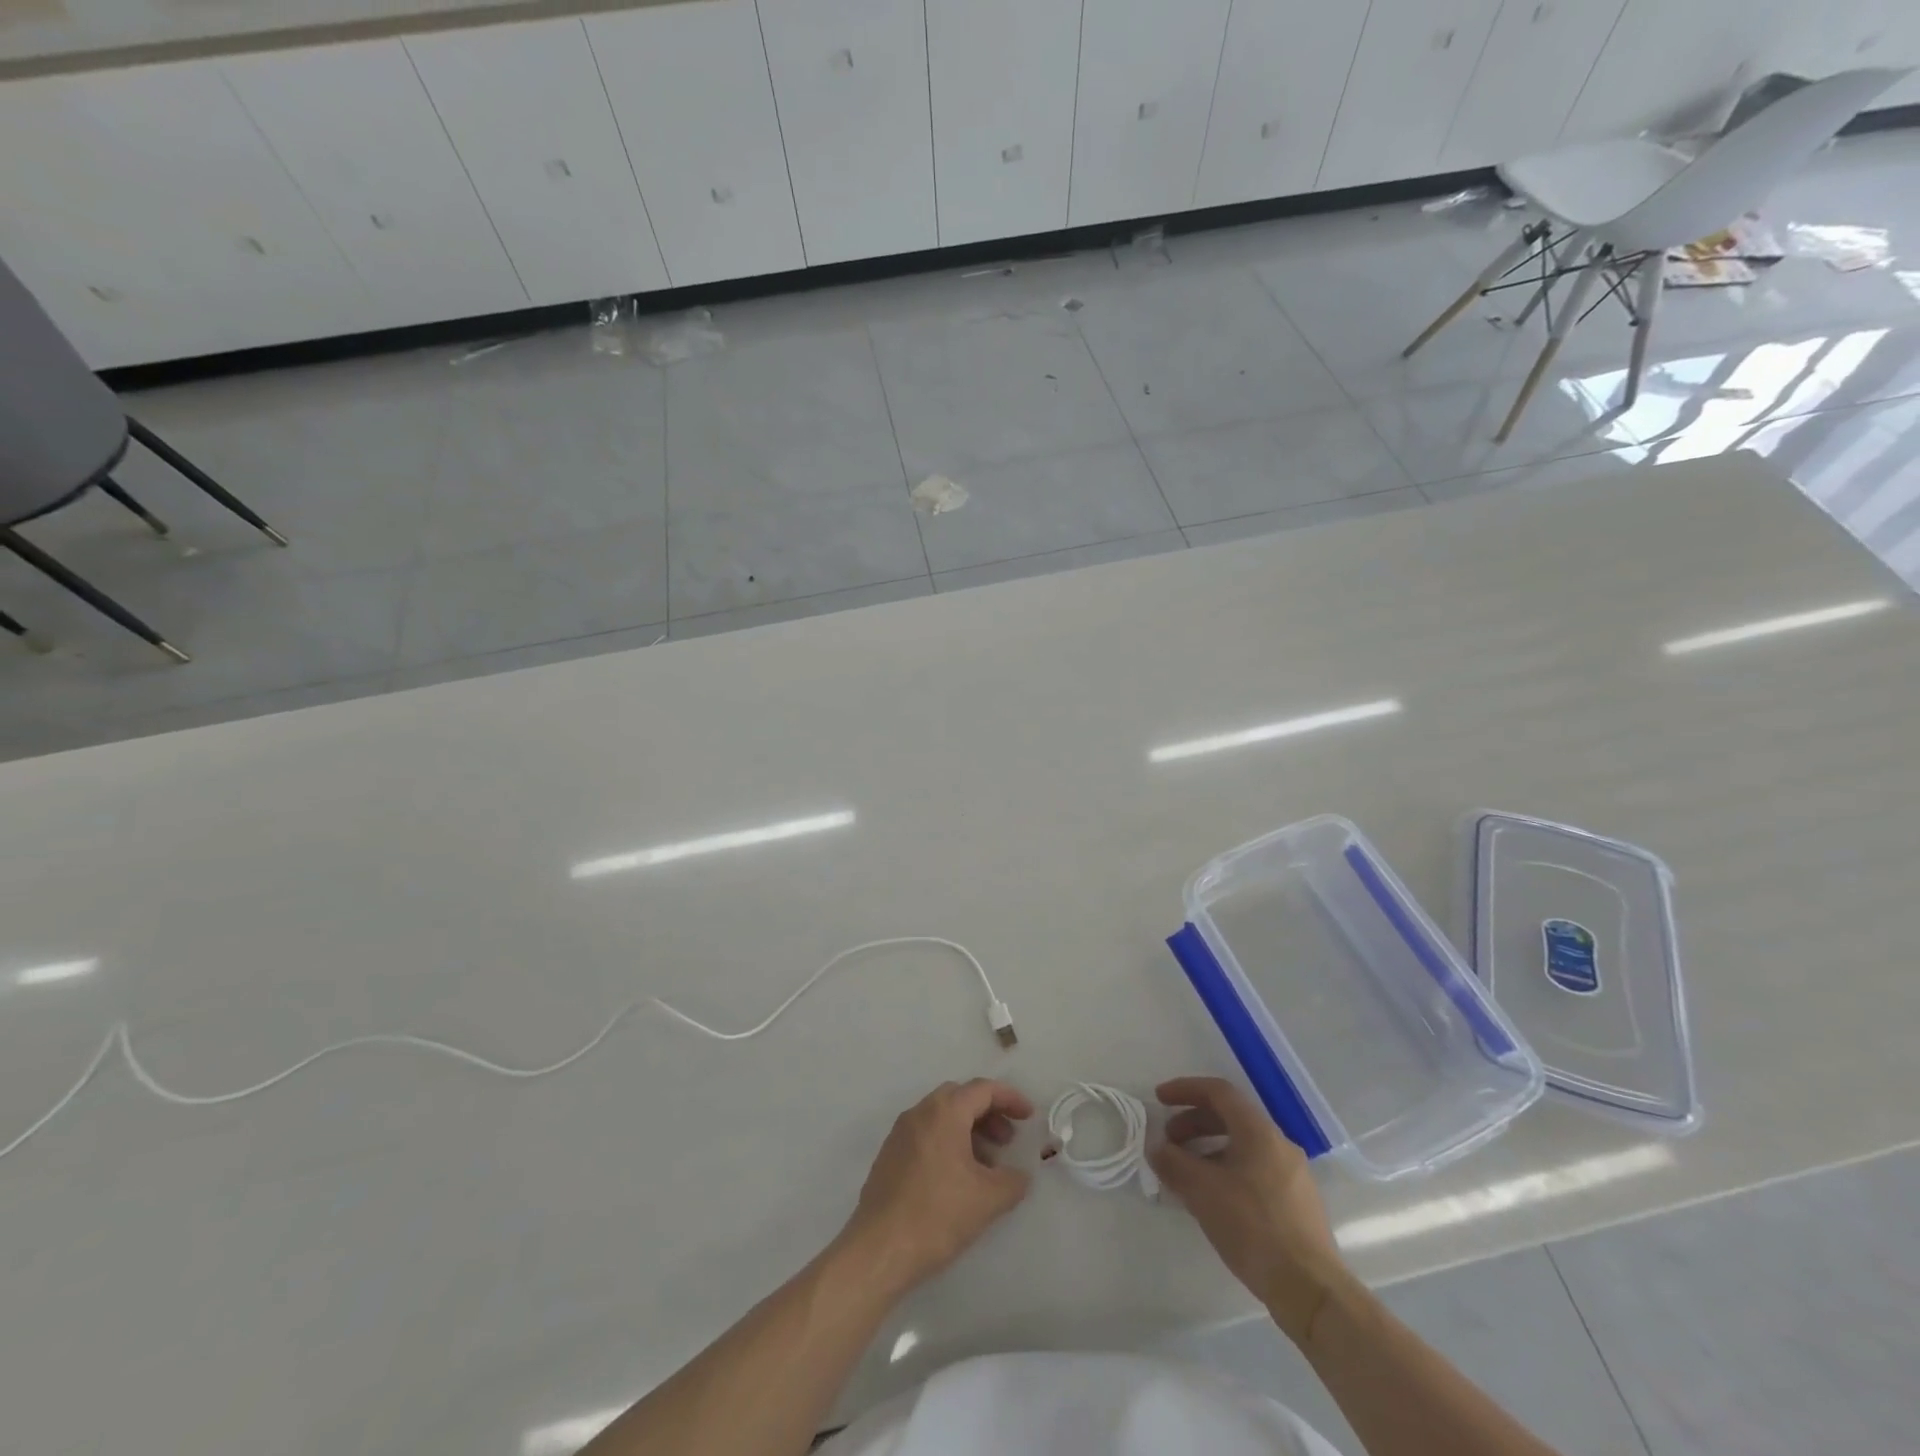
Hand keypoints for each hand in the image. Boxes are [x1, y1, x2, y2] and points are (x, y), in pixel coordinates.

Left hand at [839, 1079, 1034, 1293]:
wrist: (878, 1249)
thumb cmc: (937, 1216)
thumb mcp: (987, 1200)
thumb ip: (1013, 1181)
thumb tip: (1021, 1175)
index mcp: (944, 1112)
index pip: (983, 1089)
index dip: (1010, 1098)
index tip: (1029, 1117)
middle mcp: (920, 1112)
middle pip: (960, 1097)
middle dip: (988, 1113)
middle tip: (1007, 1140)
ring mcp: (900, 1132)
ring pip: (941, 1116)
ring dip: (968, 1129)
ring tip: (986, 1165)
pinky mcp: (889, 1154)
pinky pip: (925, 1134)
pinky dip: (947, 1142)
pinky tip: (957, 1178)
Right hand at [1148, 1076, 1350, 1345]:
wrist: (1311, 1291)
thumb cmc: (1254, 1228)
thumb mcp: (1203, 1192)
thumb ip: (1174, 1163)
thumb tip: (1157, 1148)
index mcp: (1259, 1132)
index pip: (1219, 1092)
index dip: (1185, 1089)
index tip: (1159, 1099)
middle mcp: (1279, 1144)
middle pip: (1230, 1118)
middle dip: (1194, 1123)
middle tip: (1169, 1142)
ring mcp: (1293, 1175)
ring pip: (1243, 1147)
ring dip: (1209, 1150)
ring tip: (1186, 1175)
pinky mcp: (1297, 1204)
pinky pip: (1255, 1171)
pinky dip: (1227, 1171)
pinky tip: (1214, 1200)